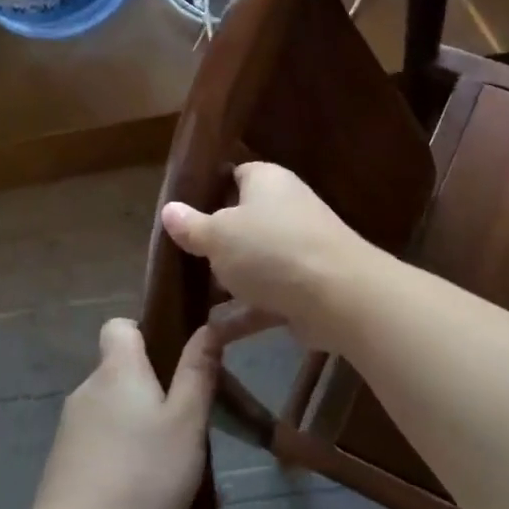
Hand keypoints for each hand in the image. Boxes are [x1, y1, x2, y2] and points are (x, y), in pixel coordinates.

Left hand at [32, 318, 217, 508]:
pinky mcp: (62, 459)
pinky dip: (117, 449)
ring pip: (111, 406)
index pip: (119, 325)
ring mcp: (70, 425)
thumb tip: (208, 327)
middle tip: (182, 419)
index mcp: (118, 370)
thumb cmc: (144, 473)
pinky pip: (98, 437)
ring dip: (134, 421)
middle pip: (120, 369)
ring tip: (164, 459)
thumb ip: (198, 372)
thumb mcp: (187, 421)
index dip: (144, 332)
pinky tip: (136, 484)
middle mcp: (87, 388)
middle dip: (149, 386)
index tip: (171, 358)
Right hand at [159, 162, 373, 351]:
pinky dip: (242, 313)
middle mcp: (286, 209)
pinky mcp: (304, 287)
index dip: (208, 190)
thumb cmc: (271, 250)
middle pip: (243, 222)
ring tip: (188, 296)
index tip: (181, 212)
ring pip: (254, 262)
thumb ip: (191, 226)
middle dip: (214, 242)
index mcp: (267, 181)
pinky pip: (265, 297)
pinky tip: (211, 333)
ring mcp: (298, 250)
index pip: (235, 175)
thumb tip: (169, 210)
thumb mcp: (218, 236)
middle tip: (179, 258)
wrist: (338, 296)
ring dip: (227, 281)